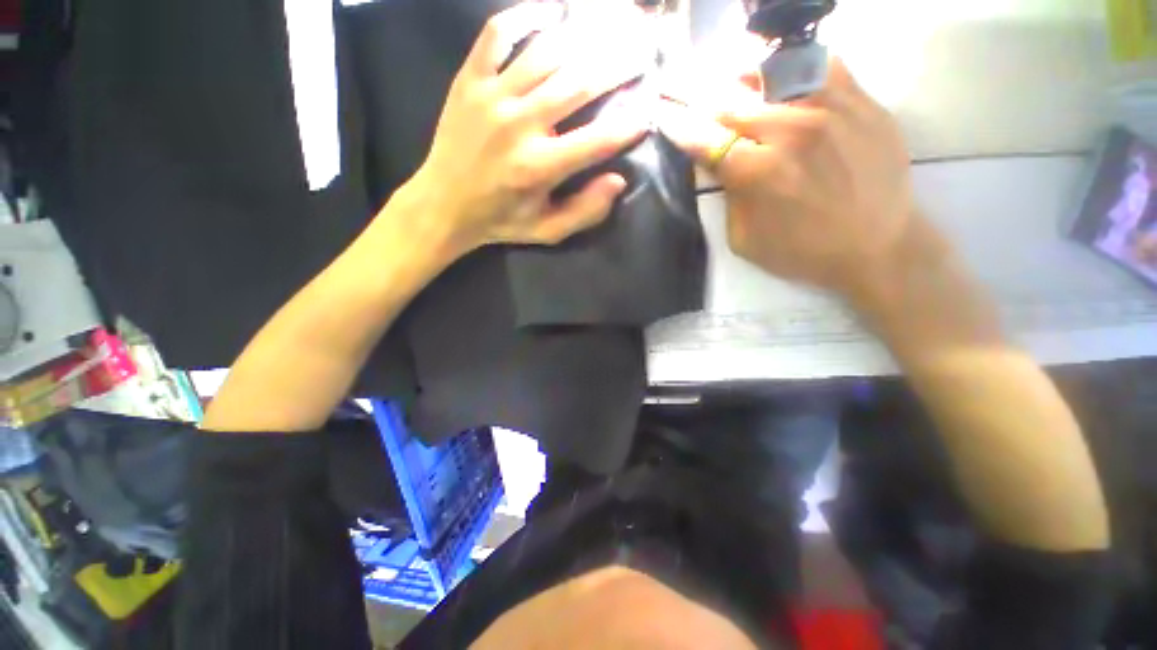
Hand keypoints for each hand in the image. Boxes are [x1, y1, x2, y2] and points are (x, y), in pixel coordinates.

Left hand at [406, 1, 650, 257]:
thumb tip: (618, 181)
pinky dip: (526, 16)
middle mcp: (519, 125)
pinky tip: (552, 12)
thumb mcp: (547, 230)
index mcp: (539, 168)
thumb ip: (585, 212)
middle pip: (578, 83)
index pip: (597, 140)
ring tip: (611, 26)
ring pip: (546, 53)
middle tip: (643, 51)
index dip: (628, 126)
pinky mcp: (470, 80)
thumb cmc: (502, 220)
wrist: (444, 203)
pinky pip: (497, 34)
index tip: (648, 114)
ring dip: (584, 37)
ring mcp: (492, 96)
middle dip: (617, 66)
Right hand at [663, 58, 917, 298]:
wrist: (877, 246)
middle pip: (729, 101)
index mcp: (757, 173)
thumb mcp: (744, 239)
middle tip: (676, 83)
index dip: (677, 123)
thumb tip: (718, 163)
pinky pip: (820, 62)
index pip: (704, 138)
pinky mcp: (861, 101)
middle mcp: (790, 132)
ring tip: (724, 73)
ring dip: (738, 73)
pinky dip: (791, 64)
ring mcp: (829, 109)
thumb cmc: (802, 252)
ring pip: (771, 71)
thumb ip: (727, 197)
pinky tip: (779, 73)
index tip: (660, 112)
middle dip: (694, 93)